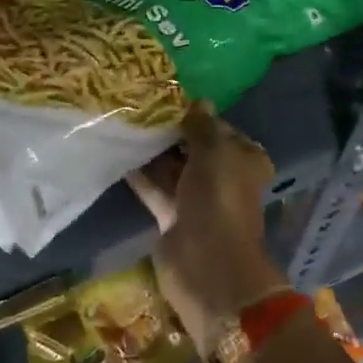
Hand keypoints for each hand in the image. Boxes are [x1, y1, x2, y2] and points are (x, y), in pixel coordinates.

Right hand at [128, 102, 289, 343]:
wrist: (207, 263)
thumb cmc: (218, 199)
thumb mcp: (213, 152)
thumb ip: (202, 126)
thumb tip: (199, 101)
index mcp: (244, 160)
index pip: (219, 129)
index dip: (196, 116)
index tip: (165, 99)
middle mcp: (223, 178)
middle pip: (193, 149)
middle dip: (170, 133)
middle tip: (138, 110)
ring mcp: (197, 200)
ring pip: (172, 169)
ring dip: (152, 153)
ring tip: (124, 126)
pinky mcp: (173, 218)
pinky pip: (155, 190)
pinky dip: (141, 176)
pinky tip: (119, 155)